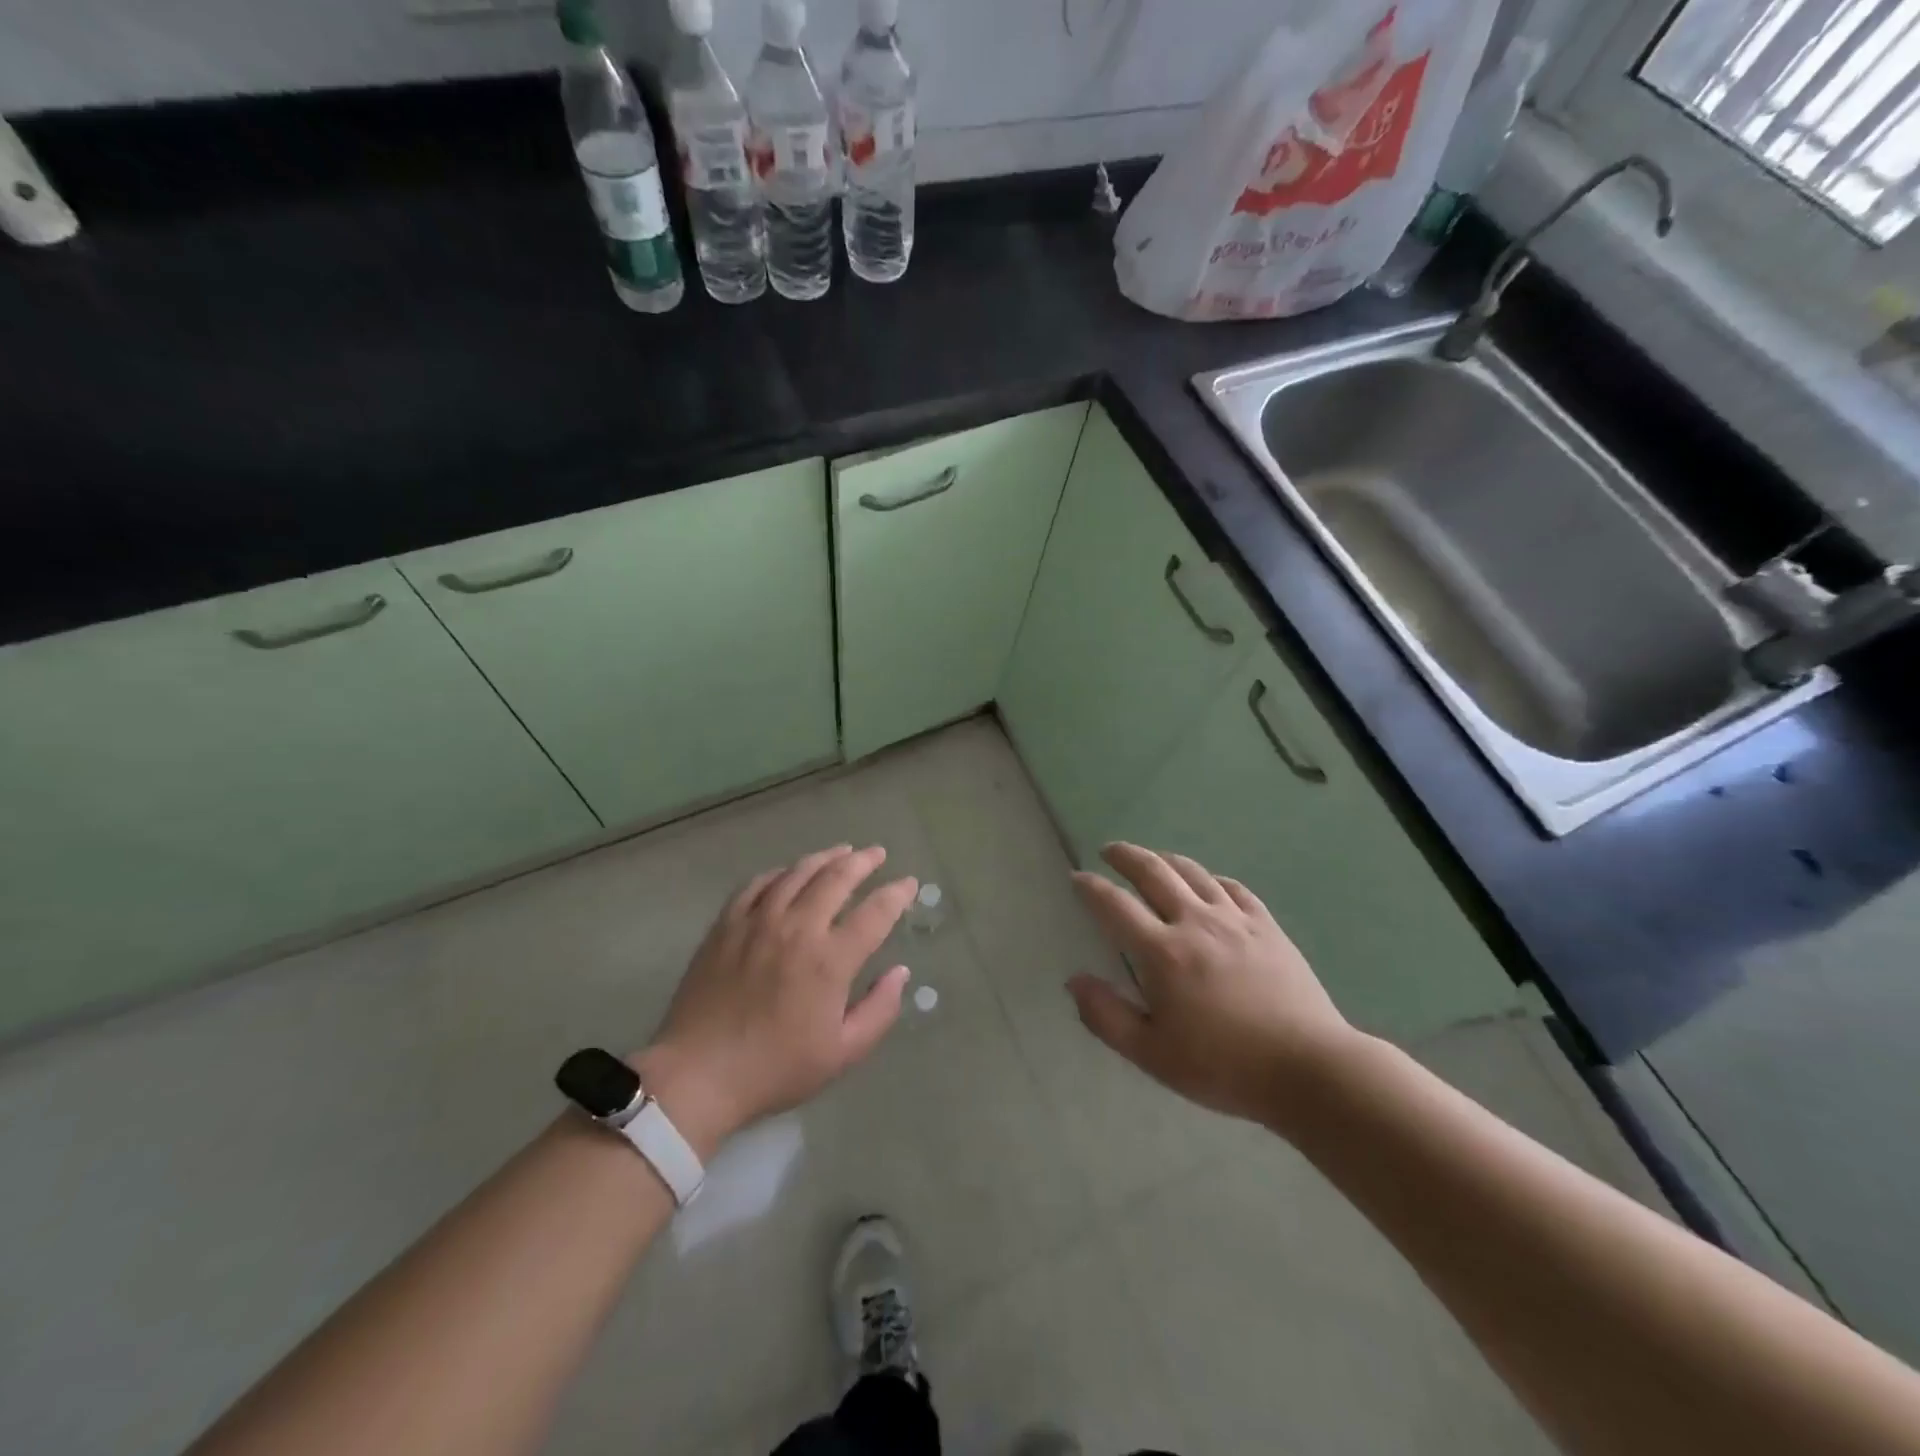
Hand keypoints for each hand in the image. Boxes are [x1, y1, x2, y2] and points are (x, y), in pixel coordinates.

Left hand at [633, 845, 917, 1155]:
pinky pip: (757, 884)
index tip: (908, 883)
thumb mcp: (842, 1053)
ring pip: (797, 873)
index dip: (896, 894)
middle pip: (836, 878)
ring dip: (824, 858)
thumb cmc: (776, 1069)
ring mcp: (758, 921)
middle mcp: (797, 928)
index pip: (875, 913)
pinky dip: (780, 873)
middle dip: (863, 862)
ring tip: (841, 851)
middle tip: (877, 853)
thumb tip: (900, 973)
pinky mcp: (727, 924)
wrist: (698, 1074)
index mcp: (830, 960)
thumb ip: (879, 1010)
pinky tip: (788, 872)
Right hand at [1067, 843, 1361, 1126]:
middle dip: (1126, 856)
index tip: (1077, 878)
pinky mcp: (1267, 927)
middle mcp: (1195, 922)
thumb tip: (1074, 980)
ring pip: (1194, 872)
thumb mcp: (1152, 1055)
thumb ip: (1106, 1016)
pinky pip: (1233, 888)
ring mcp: (1235, 920)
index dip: (1091, 888)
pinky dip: (1212, 878)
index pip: (1115, 905)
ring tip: (1152, 858)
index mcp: (1163, 952)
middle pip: (1154, 872)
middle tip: (1109, 851)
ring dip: (1166, 859)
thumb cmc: (1223, 1067)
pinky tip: (1208, 883)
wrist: (1309, 1069)